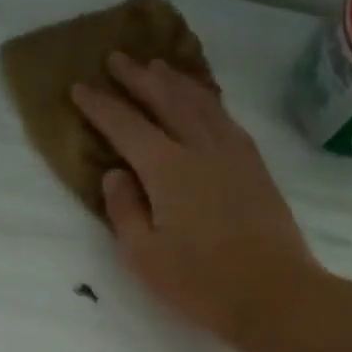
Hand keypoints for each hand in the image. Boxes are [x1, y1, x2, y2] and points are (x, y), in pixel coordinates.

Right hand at [72, 53, 327, 351]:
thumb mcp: (143, 256)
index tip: (80, 88)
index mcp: (168, 169)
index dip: (101, 106)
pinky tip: (201, 101)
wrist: (272, 292)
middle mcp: (202, 148)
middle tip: (116, 59)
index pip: (127, 127)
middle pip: (166, 100)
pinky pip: (225, 116)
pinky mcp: (255, 165)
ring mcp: (234, 153)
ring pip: (201, 102)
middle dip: (138, 78)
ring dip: (175, 81)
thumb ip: (124, 210)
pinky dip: (206, 99)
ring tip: (157, 67)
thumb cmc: (199, 282)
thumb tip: (115, 175)